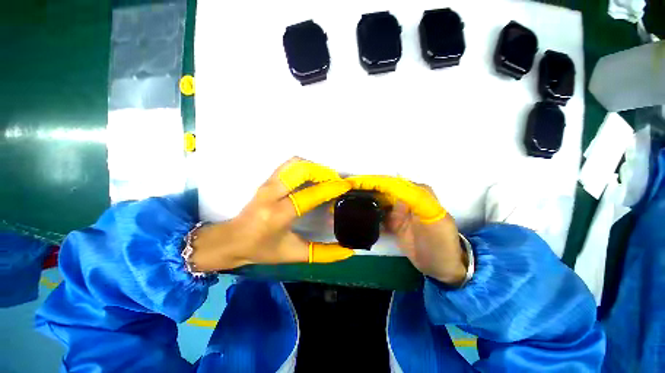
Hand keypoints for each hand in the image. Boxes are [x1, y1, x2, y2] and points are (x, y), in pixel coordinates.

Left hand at [190, 158, 353, 271]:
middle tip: (336, 181)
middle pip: (302, 170)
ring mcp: (267, 183)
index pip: (310, 195)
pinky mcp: (266, 180)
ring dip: (314, 167)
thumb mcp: (294, 254)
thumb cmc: (262, 249)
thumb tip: (348, 250)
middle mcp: (272, 194)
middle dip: (323, 172)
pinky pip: (288, 165)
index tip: (346, 186)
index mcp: (279, 214)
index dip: (330, 189)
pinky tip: (311, 175)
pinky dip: (304, 165)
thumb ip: (323, 254)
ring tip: (326, 178)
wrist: (231, 240)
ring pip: (295, 164)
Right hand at [348, 176, 467, 285]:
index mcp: (416, 192)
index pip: (390, 183)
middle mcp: (405, 198)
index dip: (372, 181)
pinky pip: (377, 214)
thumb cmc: (441, 243)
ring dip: (362, 199)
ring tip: (345, 200)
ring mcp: (397, 210)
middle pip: (381, 189)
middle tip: (344, 190)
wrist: (442, 267)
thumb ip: (416, 200)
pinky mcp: (393, 222)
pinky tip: (355, 214)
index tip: (353, 183)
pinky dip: (366, 213)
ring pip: (377, 200)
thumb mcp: (434, 220)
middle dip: (363, 188)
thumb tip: (392, 187)